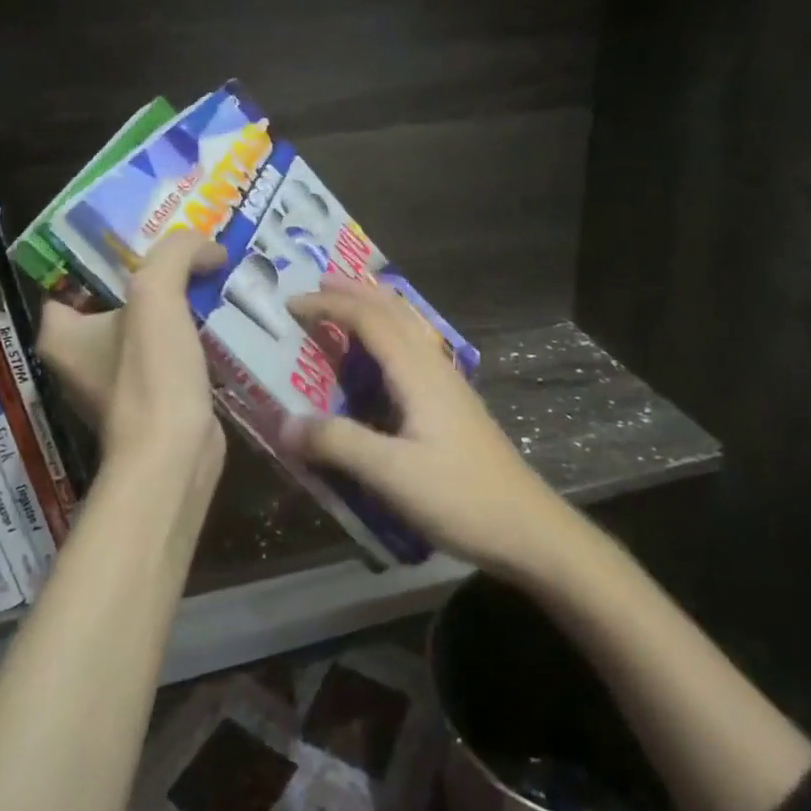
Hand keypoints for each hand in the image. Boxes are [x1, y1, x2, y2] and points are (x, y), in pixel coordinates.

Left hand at [36, 230, 226, 488]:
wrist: (175, 455)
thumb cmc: (150, 374)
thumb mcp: (156, 294)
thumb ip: (177, 253)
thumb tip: (209, 248)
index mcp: (61, 333)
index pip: (72, 277)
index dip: (106, 251)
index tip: (146, 231)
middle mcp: (81, 356)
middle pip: (117, 297)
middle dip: (153, 272)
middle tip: (190, 248)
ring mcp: (117, 380)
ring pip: (148, 324)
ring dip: (178, 302)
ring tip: (212, 273)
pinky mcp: (153, 396)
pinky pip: (170, 350)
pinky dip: (191, 333)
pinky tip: (221, 315)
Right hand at [286, 275, 575, 576]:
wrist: (527, 529)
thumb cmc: (460, 497)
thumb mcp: (391, 474)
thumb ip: (337, 443)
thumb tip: (283, 422)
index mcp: (418, 373)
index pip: (370, 319)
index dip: (330, 304)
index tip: (291, 302)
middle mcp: (434, 368)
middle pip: (394, 311)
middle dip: (355, 291)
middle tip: (318, 280)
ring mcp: (448, 386)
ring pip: (408, 328)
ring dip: (375, 308)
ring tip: (347, 304)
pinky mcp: (453, 407)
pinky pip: (414, 351)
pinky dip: (389, 335)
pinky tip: (382, 359)